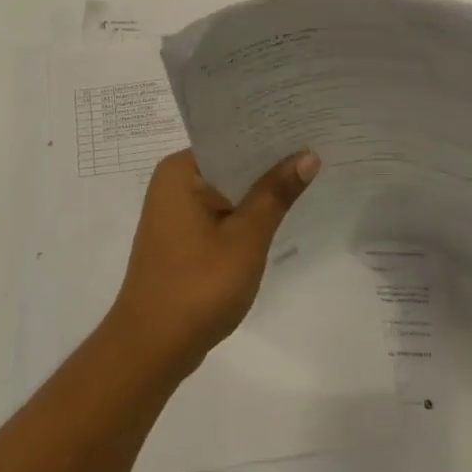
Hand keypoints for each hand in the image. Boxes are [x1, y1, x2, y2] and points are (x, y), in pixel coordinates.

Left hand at [110, 148, 319, 373]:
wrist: (152, 347)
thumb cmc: (198, 286)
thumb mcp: (246, 237)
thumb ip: (276, 193)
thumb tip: (307, 156)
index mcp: (181, 171)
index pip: (232, 138)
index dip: (271, 133)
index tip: (309, 124)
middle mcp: (173, 183)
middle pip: (231, 162)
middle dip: (270, 162)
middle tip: (319, 147)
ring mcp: (176, 212)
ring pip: (228, 189)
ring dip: (260, 189)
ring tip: (309, 172)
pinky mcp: (182, 237)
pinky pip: (220, 212)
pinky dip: (246, 212)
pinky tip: (280, 211)